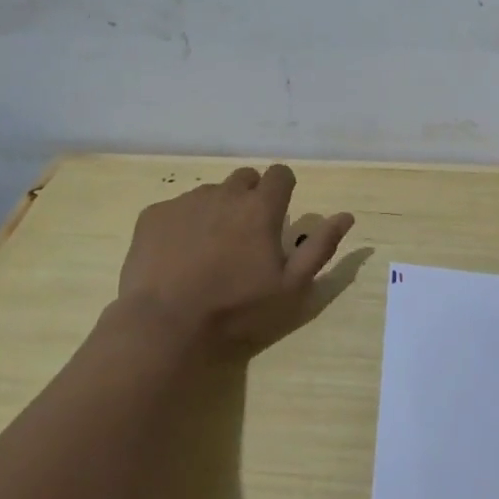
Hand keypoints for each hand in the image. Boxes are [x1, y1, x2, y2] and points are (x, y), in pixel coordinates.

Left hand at [111, 165, 354, 359]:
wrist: (165, 324)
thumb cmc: (236, 308)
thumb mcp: (291, 286)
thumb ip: (320, 246)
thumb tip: (346, 216)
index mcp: (260, 207)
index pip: (280, 174)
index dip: (283, 190)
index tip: (278, 215)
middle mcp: (224, 193)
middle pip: (244, 179)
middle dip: (250, 198)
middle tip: (245, 236)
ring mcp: (185, 202)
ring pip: (210, 193)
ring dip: (217, 211)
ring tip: (209, 250)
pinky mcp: (153, 215)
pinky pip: (176, 209)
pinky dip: (183, 224)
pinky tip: (178, 256)